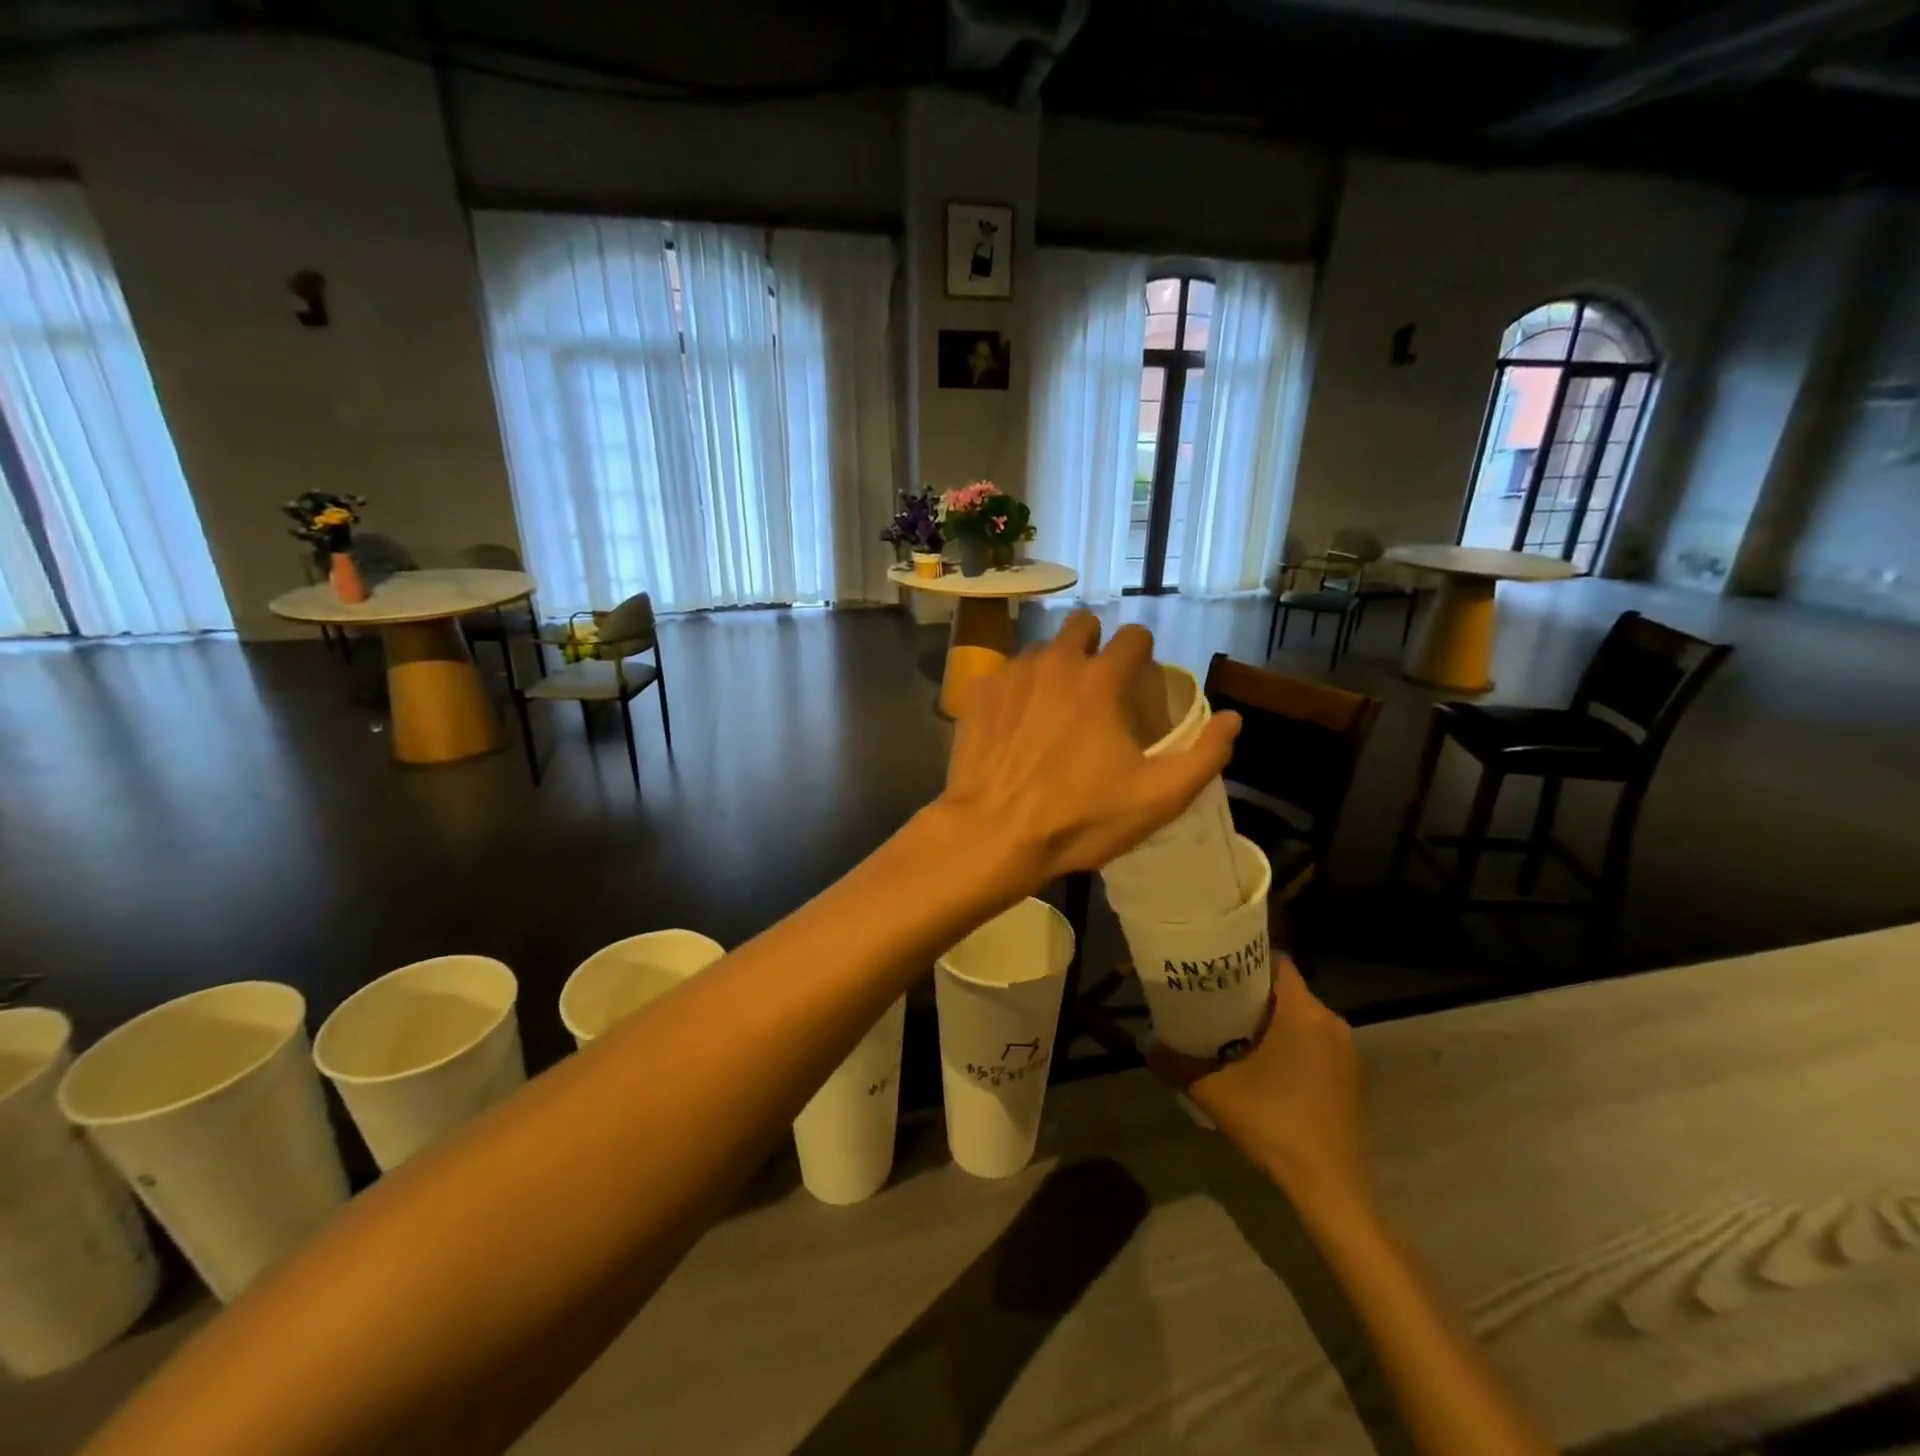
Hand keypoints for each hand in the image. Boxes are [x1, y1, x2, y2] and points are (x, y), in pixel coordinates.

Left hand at [940, 613, 1238, 891]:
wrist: (993, 834)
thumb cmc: (1080, 818)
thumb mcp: (1158, 798)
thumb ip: (1204, 755)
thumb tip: (1233, 719)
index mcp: (1101, 679)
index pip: (1134, 635)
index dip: (1142, 652)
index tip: (1140, 676)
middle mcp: (1055, 662)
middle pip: (1082, 625)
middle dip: (1094, 644)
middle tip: (1097, 685)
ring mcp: (1011, 674)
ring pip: (1041, 650)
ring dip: (1054, 668)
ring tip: (1054, 708)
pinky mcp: (978, 694)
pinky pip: (1005, 675)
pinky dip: (1016, 691)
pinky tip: (1015, 725)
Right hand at [1146, 956, 1371, 1210]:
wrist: (1331, 1189)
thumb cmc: (1274, 1124)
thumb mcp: (1214, 1092)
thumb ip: (1175, 1063)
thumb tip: (1144, 1042)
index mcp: (1304, 1013)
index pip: (1277, 962)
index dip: (1246, 959)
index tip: (1216, 968)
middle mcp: (1332, 1023)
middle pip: (1287, 991)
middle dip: (1253, 992)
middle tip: (1215, 999)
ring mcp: (1347, 1053)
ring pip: (1302, 1018)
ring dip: (1272, 1020)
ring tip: (1233, 1030)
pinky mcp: (1352, 1079)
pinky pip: (1316, 1043)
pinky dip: (1291, 1043)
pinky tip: (1265, 1066)